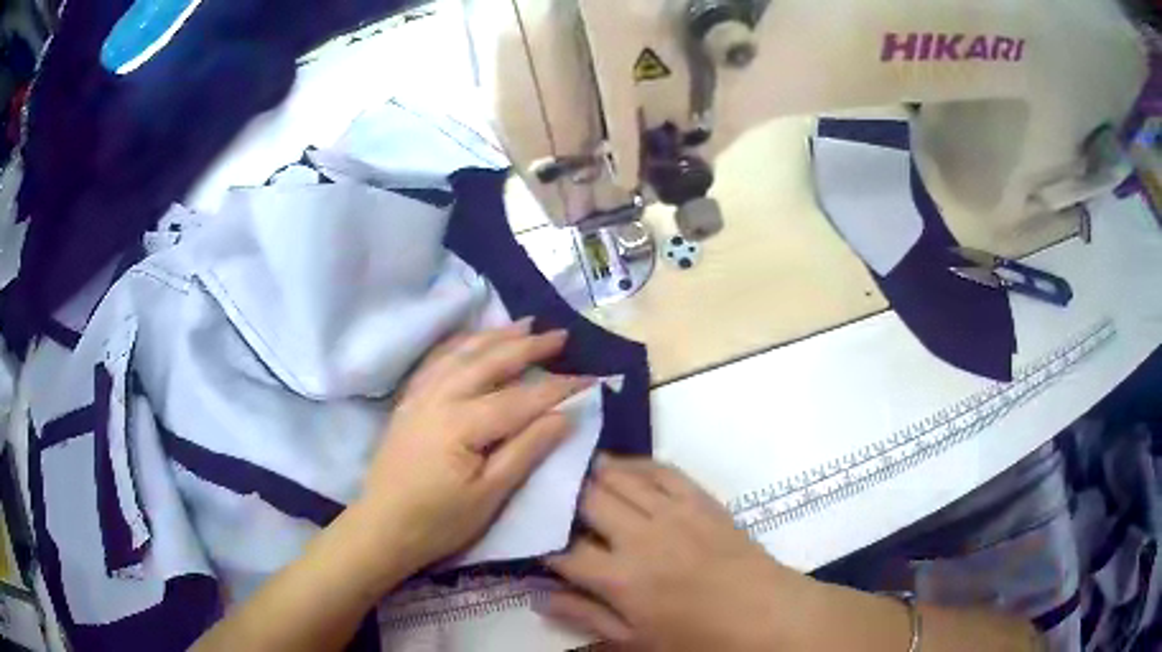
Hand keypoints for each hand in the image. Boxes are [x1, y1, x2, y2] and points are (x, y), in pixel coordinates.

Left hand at [352, 319, 592, 583]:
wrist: (382, 528)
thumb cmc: (439, 522)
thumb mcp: (490, 495)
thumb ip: (527, 450)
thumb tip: (565, 417)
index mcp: (462, 423)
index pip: (521, 398)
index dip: (559, 387)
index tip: (592, 377)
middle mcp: (439, 397)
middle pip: (490, 362)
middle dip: (528, 346)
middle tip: (560, 336)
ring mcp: (419, 395)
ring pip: (461, 353)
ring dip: (495, 336)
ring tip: (523, 325)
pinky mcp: (408, 401)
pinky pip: (436, 360)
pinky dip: (459, 344)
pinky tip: (471, 341)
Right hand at [543, 457, 816, 650]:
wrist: (765, 613)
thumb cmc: (698, 637)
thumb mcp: (636, 640)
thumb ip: (585, 616)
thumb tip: (538, 594)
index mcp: (621, 579)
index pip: (563, 550)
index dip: (538, 542)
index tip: (528, 537)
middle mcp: (640, 537)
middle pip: (585, 500)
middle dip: (559, 495)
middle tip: (543, 493)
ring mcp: (673, 512)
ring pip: (619, 476)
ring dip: (590, 470)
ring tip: (569, 468)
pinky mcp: (700, 500)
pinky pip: (661, 469)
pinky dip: (635, 464)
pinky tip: (620, 466)